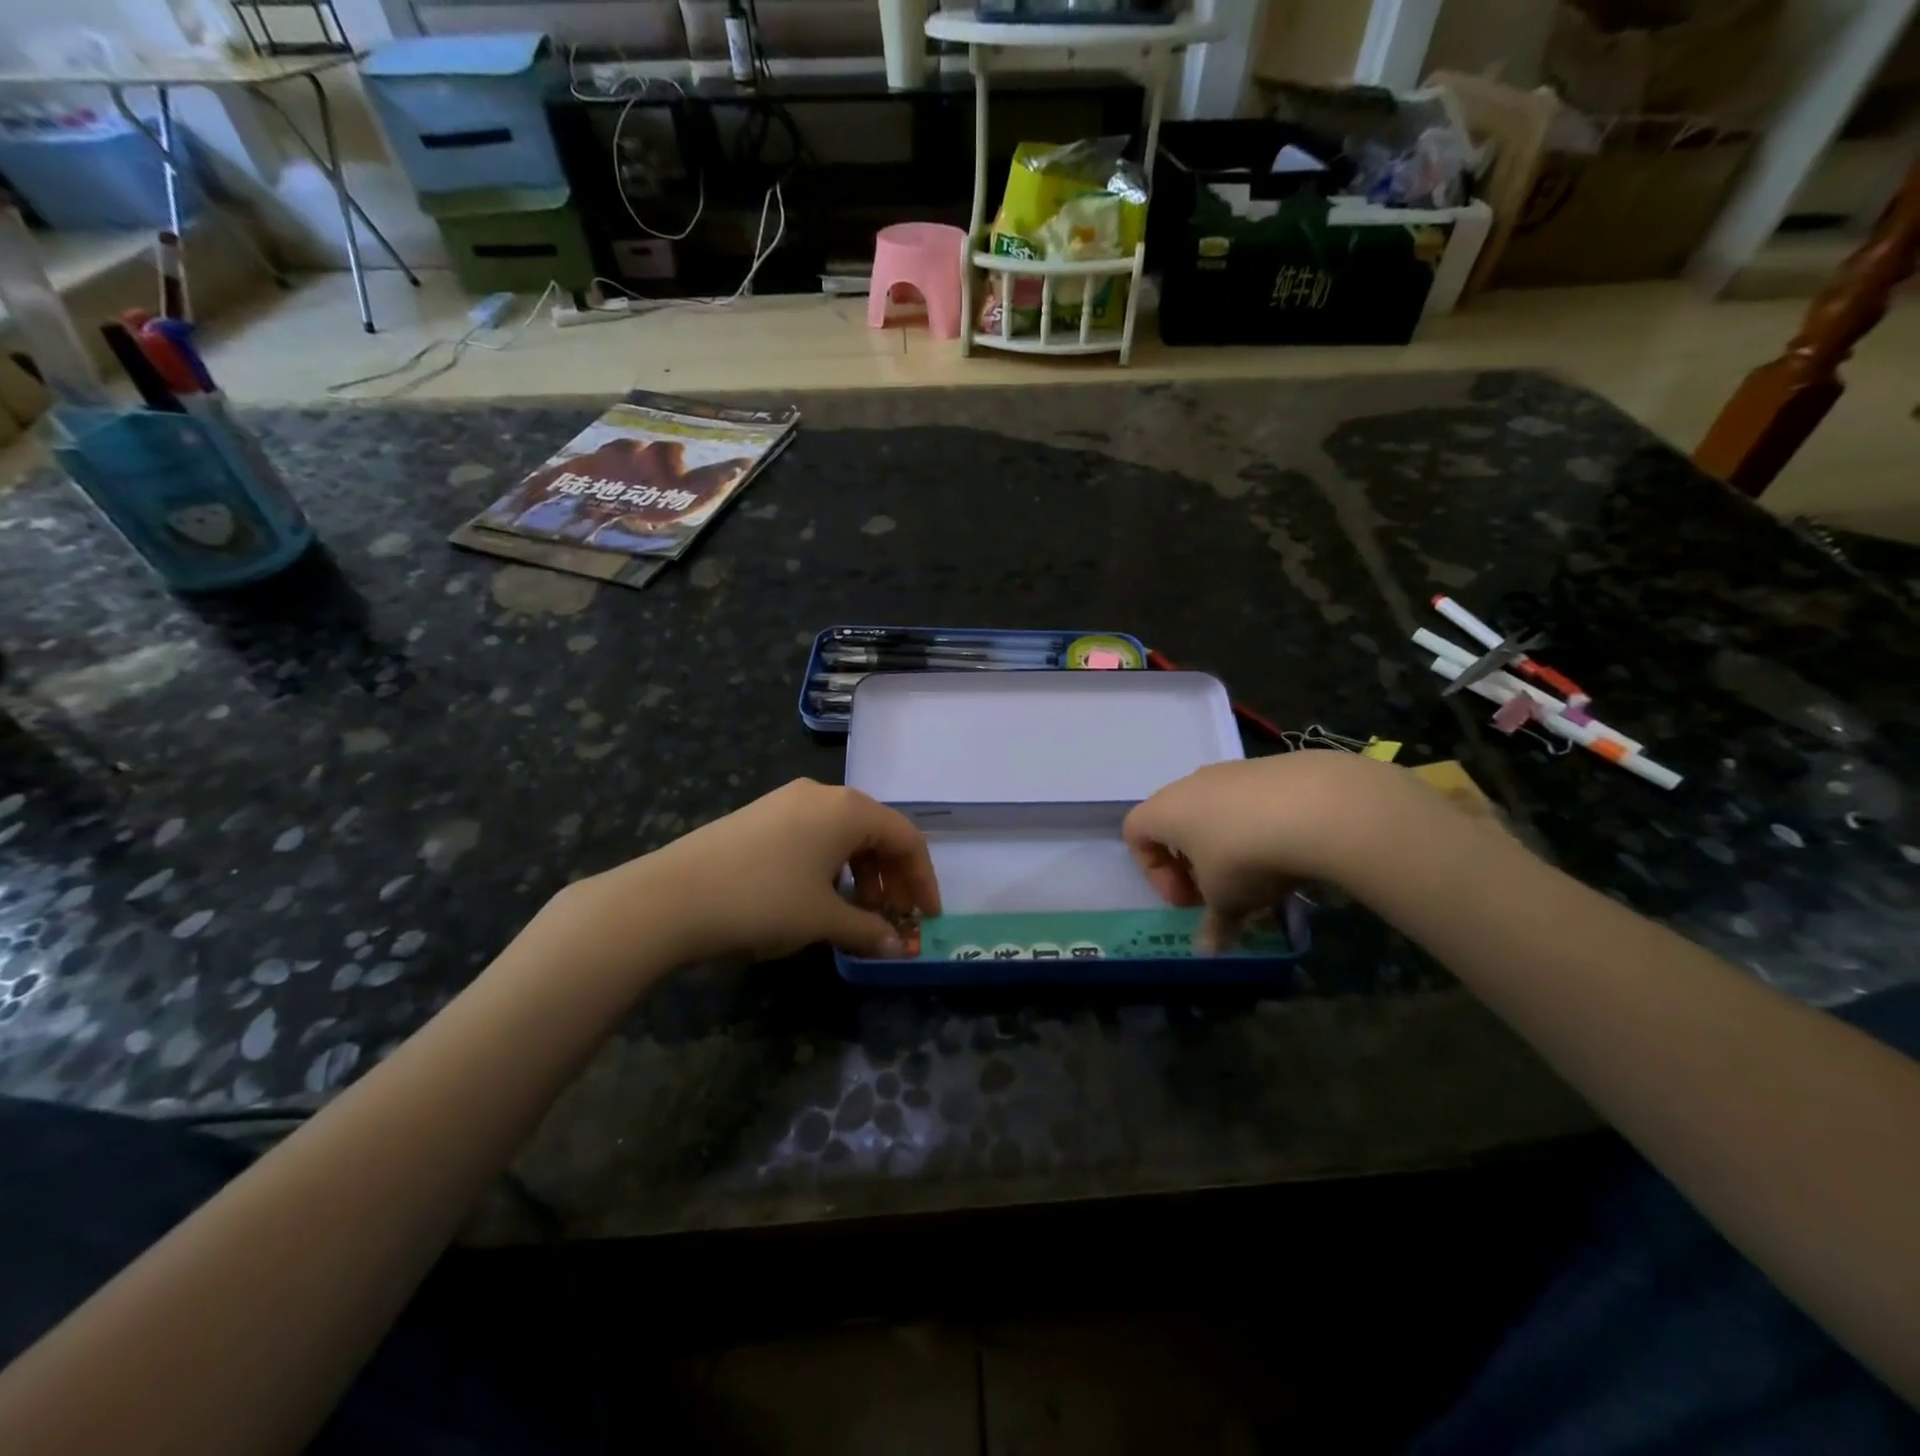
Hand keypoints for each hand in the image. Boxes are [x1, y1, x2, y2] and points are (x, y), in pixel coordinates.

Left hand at [575, 779, 941, 965]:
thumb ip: (868, 930)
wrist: (672, 896)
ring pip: (843, 833)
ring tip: (857, 911)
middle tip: (894, 917)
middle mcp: (823, 794)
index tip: (927, 917)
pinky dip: (831, 864)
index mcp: (848, 809)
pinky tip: (819, 894)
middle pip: (876, 832)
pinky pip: (814, 834)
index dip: (923, 880)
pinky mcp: (761, 814)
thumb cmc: (763, 901)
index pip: (906, 838)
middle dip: (892, 877)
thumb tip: (896, 947)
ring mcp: (787, 801)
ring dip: (861, 872)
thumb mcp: (823, 919)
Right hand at [1122, 752, 1467, 950]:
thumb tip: (1208, 951)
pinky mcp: (1271, 767)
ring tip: (1259, 875)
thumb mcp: (1227, 900)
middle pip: (1176, 822)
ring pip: (1216, 810)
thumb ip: (1213, 925)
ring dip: (1228, 844)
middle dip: (1193, 861)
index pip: (1135, 834)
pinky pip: (1252, 800)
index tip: (1188, 899)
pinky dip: (1260, 826)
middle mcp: (1190, 784)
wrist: (1316, 806)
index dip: (1154, 872)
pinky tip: (1289, 850)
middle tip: (1218, 891)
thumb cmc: (1245, 856)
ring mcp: (1231, 771)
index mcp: (1164, 811)